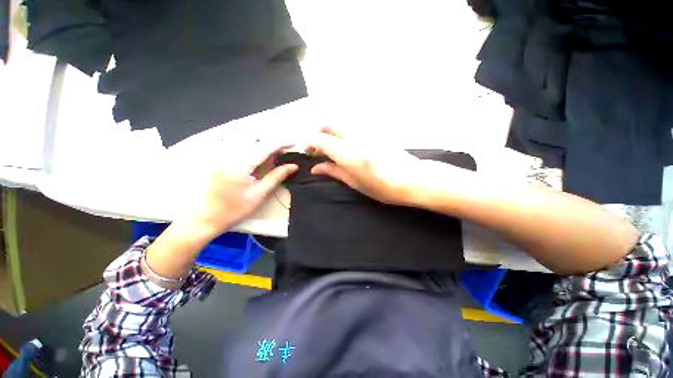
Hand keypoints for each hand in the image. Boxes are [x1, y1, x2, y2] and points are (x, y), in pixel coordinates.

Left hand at [187, 139, 297, 236]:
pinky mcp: (215, 154)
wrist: (204, 217)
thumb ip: (277, 176)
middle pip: (254, 135)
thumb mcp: (260, 194)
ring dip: (259, 140)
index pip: (267, 145)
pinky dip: (247, 142)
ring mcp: (219, 151)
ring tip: (268, 153)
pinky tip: (252, 153)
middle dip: (271, 139)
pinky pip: (233, 140)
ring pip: (243, 135)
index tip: (294, 144)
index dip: (283, 143)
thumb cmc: (234, 209)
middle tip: (281, 151)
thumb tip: (294, 166)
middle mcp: (228, 151)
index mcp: (241, 163)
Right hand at [306, 127, 429, 205]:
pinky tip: (349, 148)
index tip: (309, 152)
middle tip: (320, 149)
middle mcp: (354, 137)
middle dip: (320, 134)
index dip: (310, 143)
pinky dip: (344, 135)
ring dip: (332, 133)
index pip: (320, 139)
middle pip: (329, 124)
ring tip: (334, 150)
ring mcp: (365, 132)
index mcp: (347, 152)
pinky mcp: (374, 131)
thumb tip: (316, 168)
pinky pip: (353, 128)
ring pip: (341, 125)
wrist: (413, 178)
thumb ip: (333, 172)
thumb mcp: (354, 183)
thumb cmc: (382, 187)